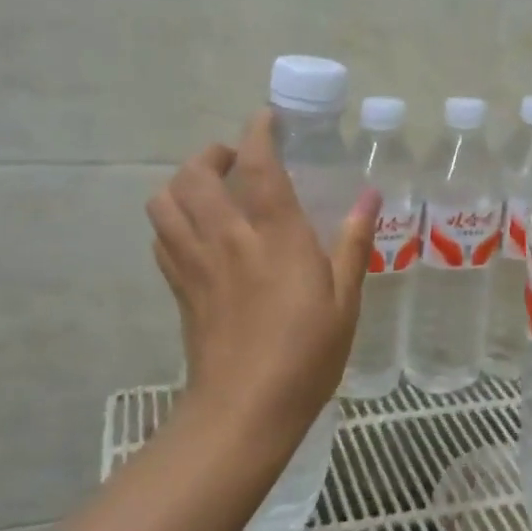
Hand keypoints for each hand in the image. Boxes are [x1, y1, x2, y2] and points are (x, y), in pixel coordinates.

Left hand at [148, 110, 380, 436]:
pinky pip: (161, 239)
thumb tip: (370, 195)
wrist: (245, 411)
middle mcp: (227, 238)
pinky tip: (196, 234)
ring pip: (165, 202)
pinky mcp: (179, 289)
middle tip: (236, 161)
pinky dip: (172, 221)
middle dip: (211, 154)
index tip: (266, 119)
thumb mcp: (345, 299)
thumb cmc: (306, 355)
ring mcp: (196, 263)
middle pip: (195, 174)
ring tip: (210, 192)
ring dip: (183, 184)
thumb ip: (354, 242)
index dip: (258, 132)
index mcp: (275, 236)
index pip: (257, 165)